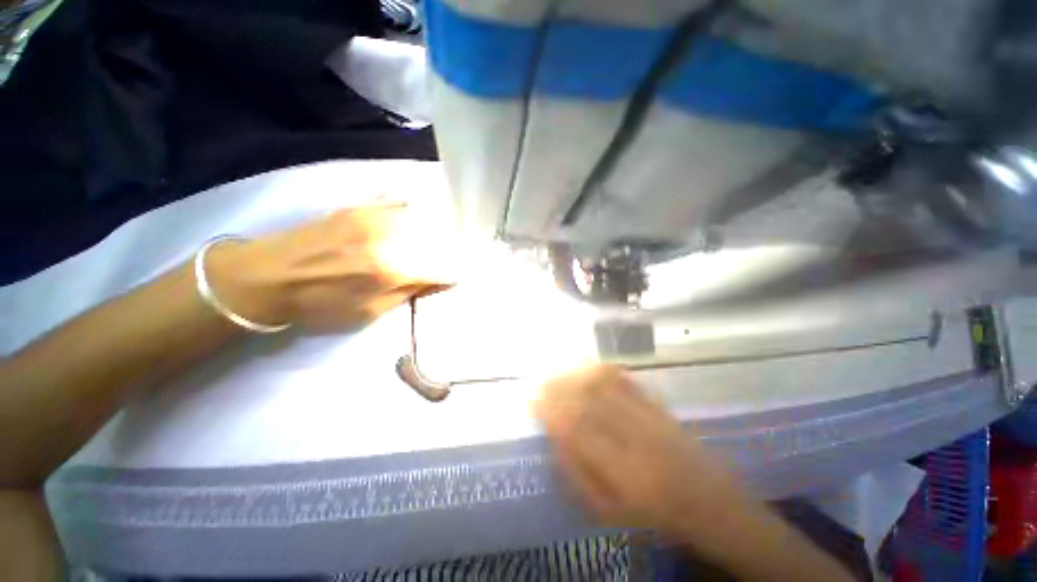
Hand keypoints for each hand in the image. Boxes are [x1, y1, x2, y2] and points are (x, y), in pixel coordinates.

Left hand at [205, 201, 456, 330]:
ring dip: (430, 229)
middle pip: (435, 240)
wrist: (266, 277)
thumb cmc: (319, 304)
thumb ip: (408, 293)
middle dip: (444, 251)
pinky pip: (394, 200)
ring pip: (419, 217)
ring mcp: (373, 217)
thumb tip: (437, 281)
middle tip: (441, 259)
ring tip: (429, 238)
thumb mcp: (369, 313)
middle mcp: (388, 239)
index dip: (451, 274)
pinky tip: (409, 215)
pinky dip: (408, 208)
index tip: (452, 278)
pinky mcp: (357, 207)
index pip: (440, 268)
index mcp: (391, 270)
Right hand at [535, 365, 746, 540]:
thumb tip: (554, 439)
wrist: (715, 506)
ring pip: (608, 385)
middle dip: (560, 387)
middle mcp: (639, 439)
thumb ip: (579, 476)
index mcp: (626, 474)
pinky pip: (627, 381)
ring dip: (578, 375)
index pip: (579, 431)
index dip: (552, 412)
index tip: (533, 401)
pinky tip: (589, 366)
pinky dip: (603, 370)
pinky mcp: (661, 407)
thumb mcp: (612, 512)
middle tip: (541, 382)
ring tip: (559, 372)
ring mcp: (652, 418)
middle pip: (591, 400)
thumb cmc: (658, 518)